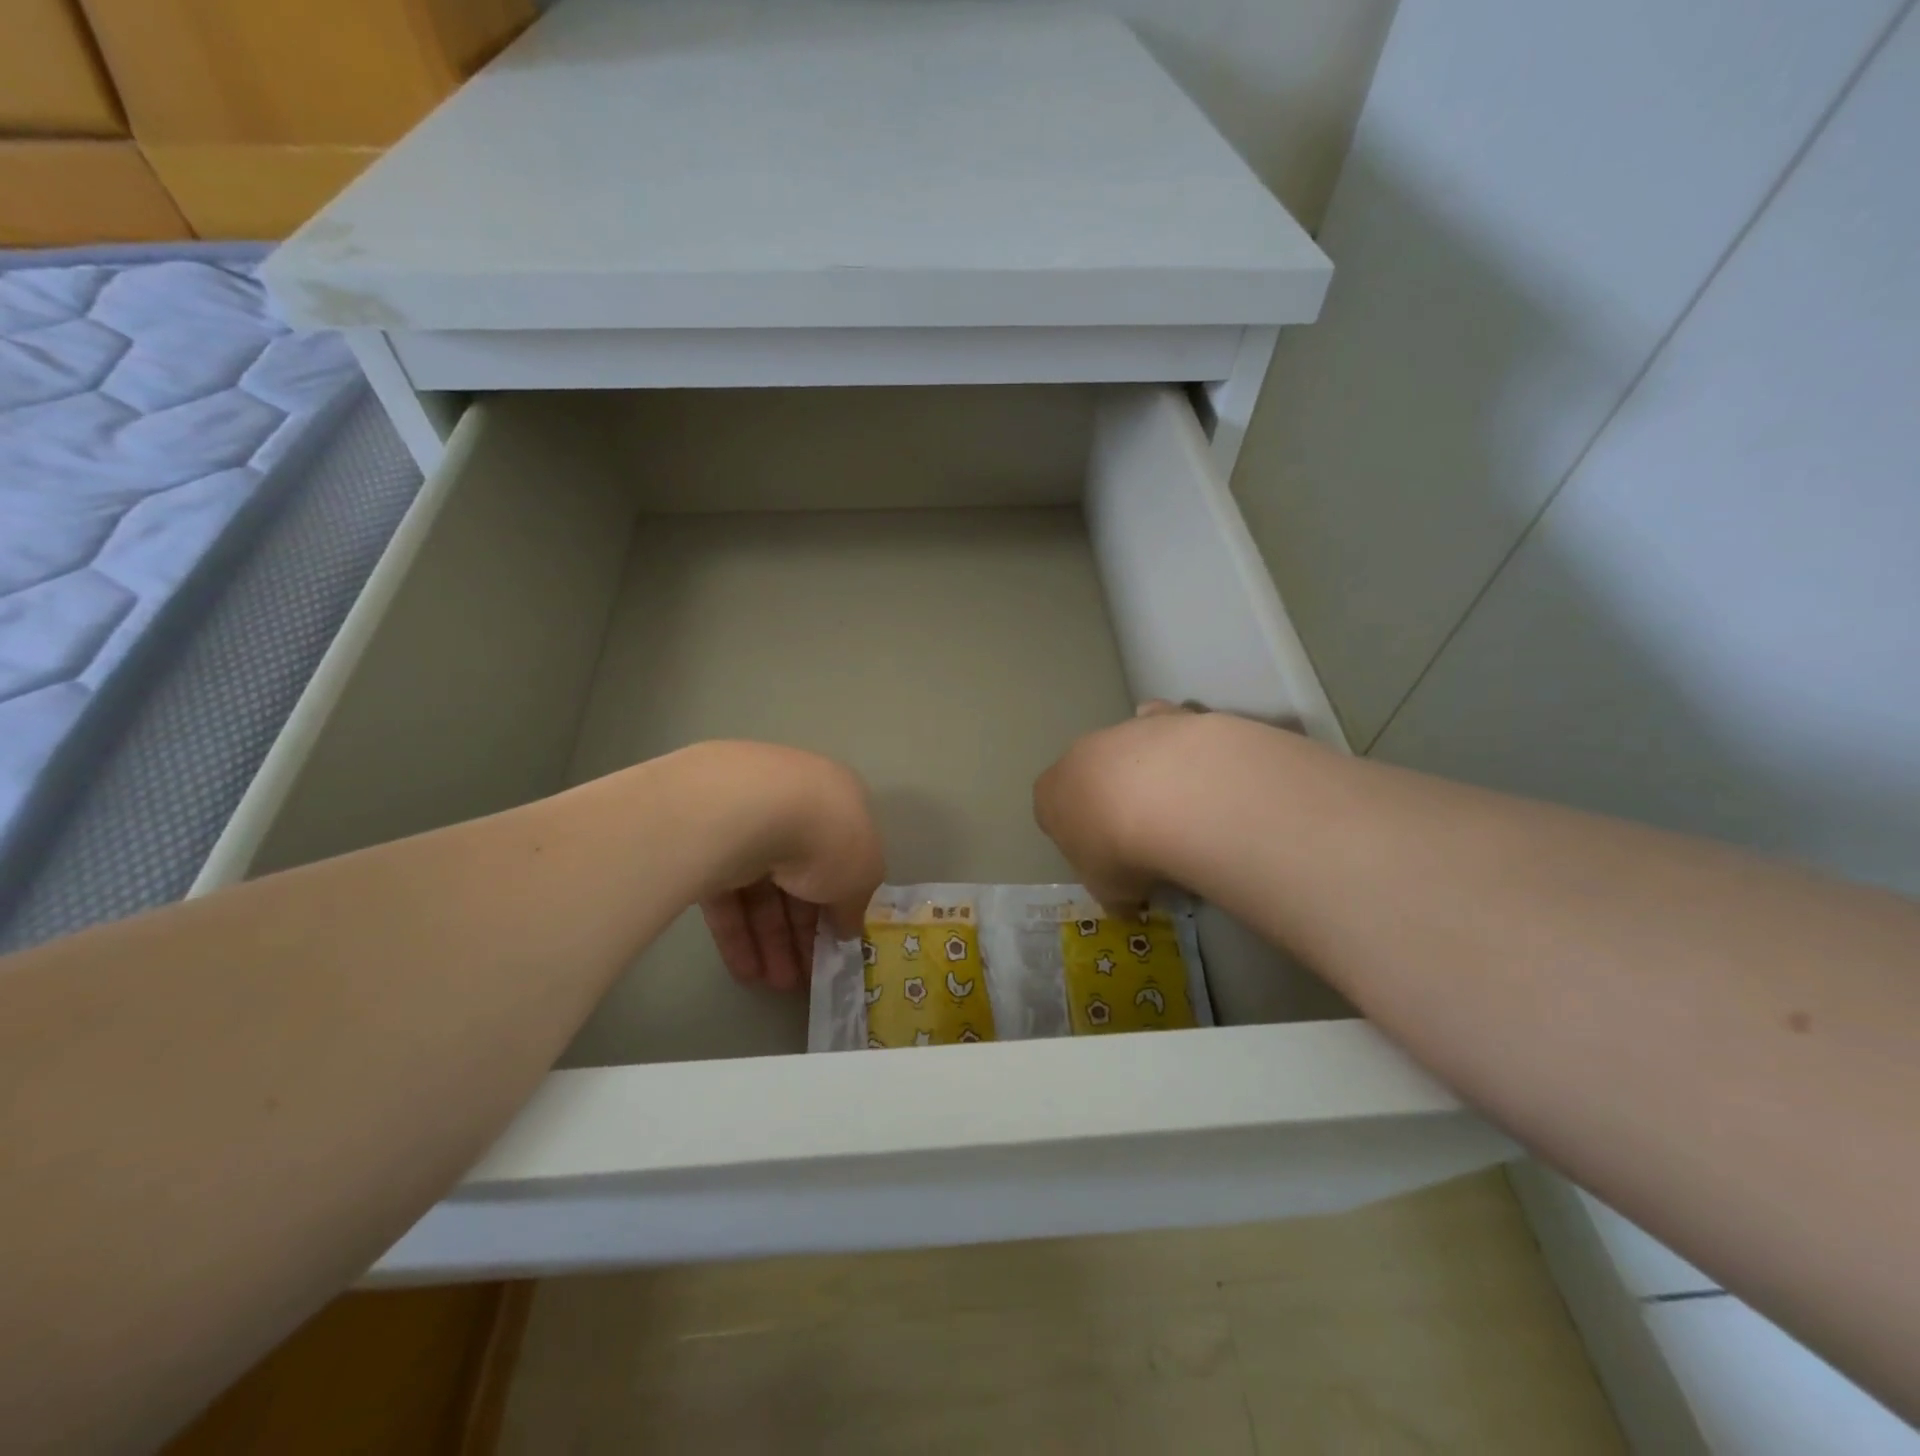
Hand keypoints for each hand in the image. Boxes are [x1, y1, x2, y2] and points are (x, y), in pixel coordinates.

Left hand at [692, 744, 884, 991]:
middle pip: (800, 878)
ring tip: (775, 985)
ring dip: (771, 940)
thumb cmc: (828, 835)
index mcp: (839, 804)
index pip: (841, 859)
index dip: (841, 906)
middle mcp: (794, 807)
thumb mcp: (863, 875)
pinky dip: (737, 933)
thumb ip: (856, 905)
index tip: (837, 945)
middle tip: (803, 978)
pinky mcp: (706, 846)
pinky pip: (727, 895)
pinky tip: (745, 972)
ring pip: (762, 890)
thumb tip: (848, 928)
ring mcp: (747, 825)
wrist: (754, 808)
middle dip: (803, 932)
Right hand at [1033, 701, 1207, 914]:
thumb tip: (1127, 906)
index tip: (1103, 859)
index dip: (1077, 838)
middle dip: (1107, 801)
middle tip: (1141, 837)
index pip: (1050, 813)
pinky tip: (1195, 768)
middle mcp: (1076, 757)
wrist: (1168, 798)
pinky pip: (1163, 726)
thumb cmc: (1119, 851)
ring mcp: (1118, 731)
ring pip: (1127, 752)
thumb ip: (1114, 894)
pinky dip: (1174, 741)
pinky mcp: (1161, 717)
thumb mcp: (1111, 891)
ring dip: (1144, 776)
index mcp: (1049, 796)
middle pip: (1087, 778)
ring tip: (1179, 813)